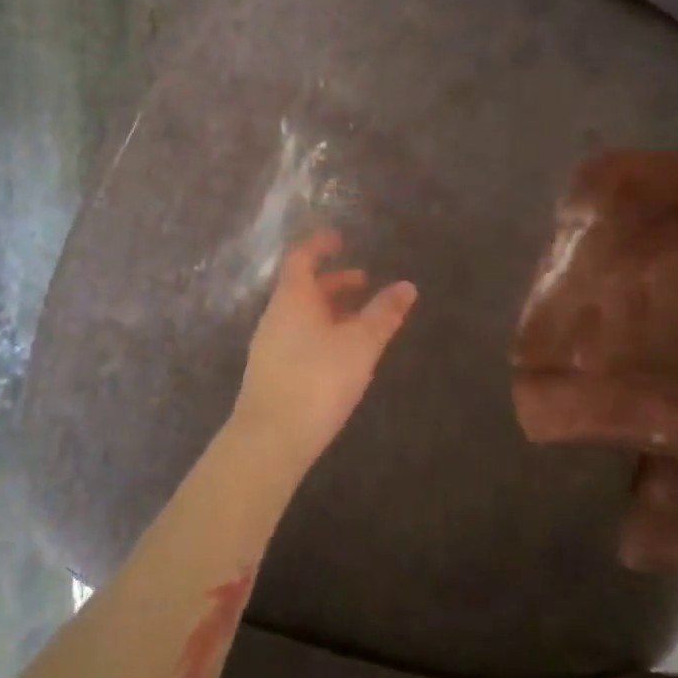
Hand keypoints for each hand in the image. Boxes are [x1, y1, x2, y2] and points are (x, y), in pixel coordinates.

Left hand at [232, 230, 417, 465]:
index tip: (341, 239)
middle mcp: (275, 315)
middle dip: (333, 281)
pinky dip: (321, 332)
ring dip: (329, 309)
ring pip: (301, 314)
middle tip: (363, 282)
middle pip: (302, 287)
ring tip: (359, 320)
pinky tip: (341, 354)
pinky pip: (297, 337)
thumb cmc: (318, 379)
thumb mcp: (360, 344)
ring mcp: (269, 345)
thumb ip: (383, 314)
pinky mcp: (271, 372)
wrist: (271, 438)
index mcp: (292, 298)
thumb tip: (407, 286)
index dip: (320, 245)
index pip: (301, 258)